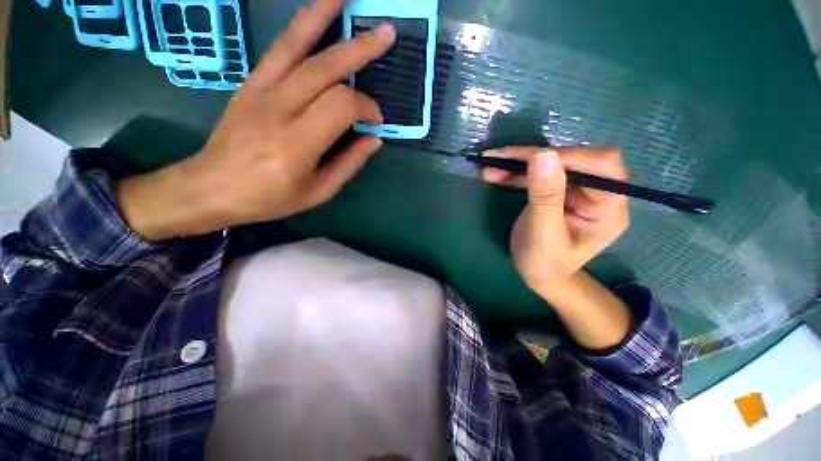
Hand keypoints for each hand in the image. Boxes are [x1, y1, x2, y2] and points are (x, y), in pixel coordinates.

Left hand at [118, 0, 395, 240]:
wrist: (209, 188)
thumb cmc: (268, 198)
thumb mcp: (318, 192)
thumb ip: (348, 164)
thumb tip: (373, 139)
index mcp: (298, 144)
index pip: (342, 107)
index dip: (366, 108)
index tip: (376, 121)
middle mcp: (278, 110)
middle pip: (324, 68)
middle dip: (360, 49)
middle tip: (387, 33)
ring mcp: (260, 91)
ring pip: (297, 45)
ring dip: (324, 15)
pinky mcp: (249, 84)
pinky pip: (278, 49)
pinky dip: (300, 27)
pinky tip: (315, 13)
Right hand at [482, 148, 629, 294]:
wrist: (538, 275)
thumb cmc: (544, 263)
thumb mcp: (543, 234)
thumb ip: (545, 197)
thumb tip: (543, 154)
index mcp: (608, 209)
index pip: (603, 168)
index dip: (569, 157)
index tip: (530, 158)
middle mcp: (598, 194)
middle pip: (574, 160)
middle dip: (534, 157)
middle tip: (499, 159)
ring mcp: (577, 191)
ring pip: (552, 164)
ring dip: (519, 163)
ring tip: (490, 165)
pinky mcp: (558, 191)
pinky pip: (538, 174)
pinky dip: (516, 172)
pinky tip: (494, 173)